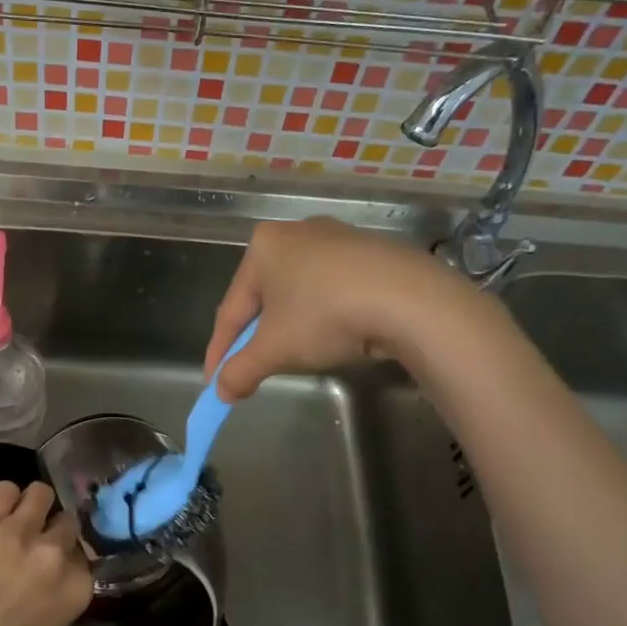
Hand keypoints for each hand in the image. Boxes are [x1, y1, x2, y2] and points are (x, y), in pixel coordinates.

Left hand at [0, 481, 91, 625]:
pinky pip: (3, 489)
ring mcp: (19, 532)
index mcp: (76, 588)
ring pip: (40, 493)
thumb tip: (47, 586)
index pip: (82, 555)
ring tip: (13, 518)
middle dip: (51, 530)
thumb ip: (55, 603)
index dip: (65, 558)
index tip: (50, 565)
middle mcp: (55, 553)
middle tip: (30, 542)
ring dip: (30, 505)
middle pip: (66, 521)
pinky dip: (1, 498)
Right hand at [203, 218, 489, 401]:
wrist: (411, 300)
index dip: (220, 350)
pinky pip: (333, 289)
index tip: (215, 381)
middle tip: (254, 369)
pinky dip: (325, 315)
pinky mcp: (372, 252)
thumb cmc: (325, 316)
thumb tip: (221, 392)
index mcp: (262, 246)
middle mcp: (296, 232)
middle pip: (265, 298)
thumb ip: (240, 370)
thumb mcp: (274, 350)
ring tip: (294, 356)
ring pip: (300, 292)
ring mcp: (337, 238)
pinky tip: (335, 335)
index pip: (231, 309)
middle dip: (256, 337)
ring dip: (291, 326)